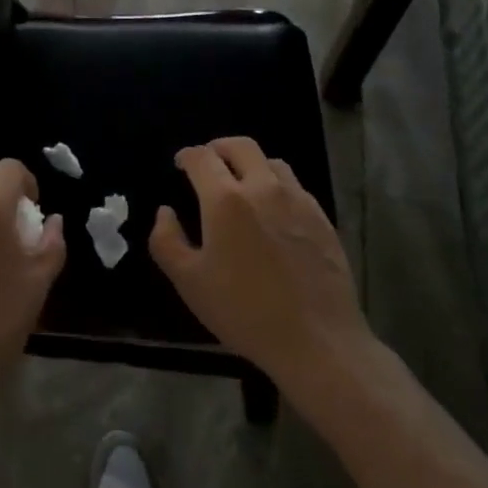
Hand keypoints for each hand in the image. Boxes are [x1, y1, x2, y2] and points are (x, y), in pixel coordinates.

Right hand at [149, 137, 370, 402]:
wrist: (316, 341)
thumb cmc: (244, 311)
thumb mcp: (189, 282)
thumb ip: (166, 241)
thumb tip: (165, 212)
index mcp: (225, 199)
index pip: (202, 158)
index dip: (187, 156)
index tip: (181, 165)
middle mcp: (263, 188)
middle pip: (240, 146)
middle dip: (218, 148)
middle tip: (208, 163)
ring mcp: (297, 201)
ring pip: (271, 162)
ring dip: (250, 164)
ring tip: (241, 184)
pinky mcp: (322, 218)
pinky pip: (295, 187)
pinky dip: (276, 186)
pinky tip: (273, 212)